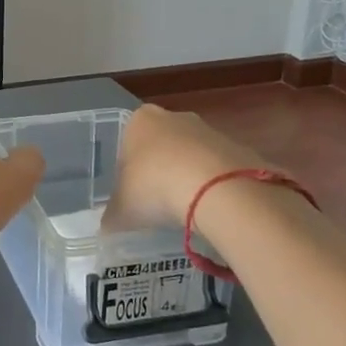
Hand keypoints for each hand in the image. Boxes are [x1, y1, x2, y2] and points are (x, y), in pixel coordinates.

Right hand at [102, 104, 272, 232]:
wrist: (218, 190)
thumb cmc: (156, 187)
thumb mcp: (122, 209)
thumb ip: (111, 217)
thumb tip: (107, 228)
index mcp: (139, 121)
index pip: (127, 143)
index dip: (128, 172)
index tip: (133, 196)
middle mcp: (174, 117)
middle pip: (161, 146)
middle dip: (160, 171)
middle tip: (157, 204)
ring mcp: (209, 130)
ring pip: (191, 157)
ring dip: (188, 179)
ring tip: (186, 211)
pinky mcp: (238, 148)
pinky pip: (219, 170)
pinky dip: (214, 187)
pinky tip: (211, 209)